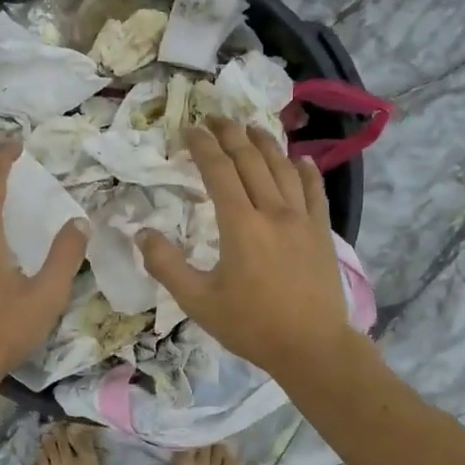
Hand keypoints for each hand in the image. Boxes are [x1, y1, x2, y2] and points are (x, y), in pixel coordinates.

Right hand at [137, 120, 355, 375]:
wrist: (311, 347)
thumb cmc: (251, 326)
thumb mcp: (198, 302)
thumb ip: (166, 266)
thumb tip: (141, 233)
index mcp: (240, 225)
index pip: (219, 171)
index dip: (203, 146)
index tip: (190, 129)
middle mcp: (273, 211)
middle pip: (251, 160)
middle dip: (231, 134)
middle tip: (215, 118)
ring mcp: (302, 219)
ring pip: (283, 169)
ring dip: (265, 143)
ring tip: (250, 127)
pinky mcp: (322, 232)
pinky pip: (314, 191)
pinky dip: (305, 171)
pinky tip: (299, 159)